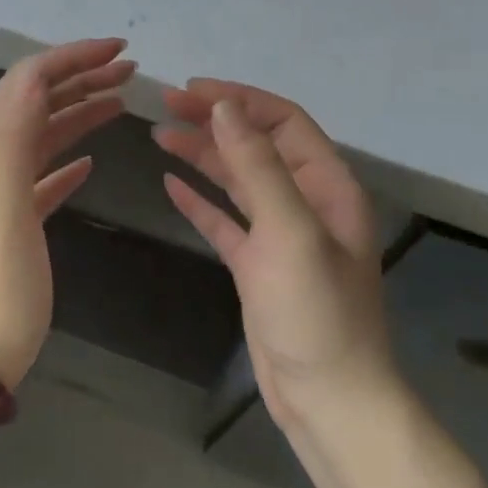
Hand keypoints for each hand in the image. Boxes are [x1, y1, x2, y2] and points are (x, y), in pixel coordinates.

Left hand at [0, 38, 134, 387]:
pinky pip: (44, 177)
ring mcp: (2, 192)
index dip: (72, 56)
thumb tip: (38, 77)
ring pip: (44, 136)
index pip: (30, 79)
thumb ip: (14, 130)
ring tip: (121, 104)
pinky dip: (68, 160)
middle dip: (82, 77)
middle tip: (131, 72)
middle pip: (39, 101)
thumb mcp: (1, 193)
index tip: (120, 50)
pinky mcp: (16, 223)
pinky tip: (90, 163)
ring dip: (81, 112)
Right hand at [154, 80, 397, 429]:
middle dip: (215, 121)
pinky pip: (225, 221)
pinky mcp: (257, 266)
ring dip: (203, 155)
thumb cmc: (316, 311)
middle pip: (256, 146)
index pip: (283, 122)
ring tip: (160, 134)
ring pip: (238, 180)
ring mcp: (280, 235)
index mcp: (327, 186)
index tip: (192, 89)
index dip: (239, 100)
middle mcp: (306, 203)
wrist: (327, 397)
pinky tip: (170, 184)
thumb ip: (258, 166)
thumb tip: (225, 106)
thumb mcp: (290, 232)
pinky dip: (199, 200)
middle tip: (166, 104)